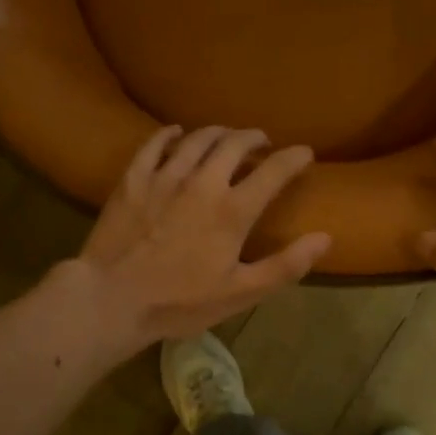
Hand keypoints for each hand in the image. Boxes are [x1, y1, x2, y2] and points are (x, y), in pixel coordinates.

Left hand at [70, 125, 330, 351]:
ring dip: (217, 132)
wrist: (111, 300)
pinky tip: (175, 133)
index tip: (304, 152)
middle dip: (253, 137)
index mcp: (233, 210)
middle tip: (261, 141)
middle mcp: (202, 182)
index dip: (294, 158)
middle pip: (233, 143)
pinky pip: (153, 145)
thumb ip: (286, 265)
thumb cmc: (180, 302)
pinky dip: (169, 134)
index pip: (273, 171)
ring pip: (196, 138)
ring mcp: (164, 177)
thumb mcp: (241, 293)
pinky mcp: (133, 180)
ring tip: (226, 135)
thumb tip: (325, 237)